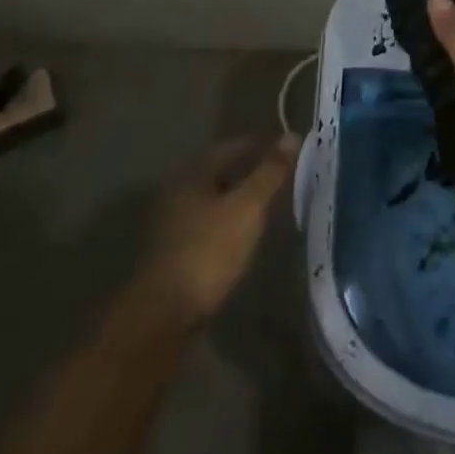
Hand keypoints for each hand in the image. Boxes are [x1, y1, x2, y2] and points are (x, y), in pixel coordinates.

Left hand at [132, 134, 296, 328]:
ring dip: (238, 199)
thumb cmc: (208, 251)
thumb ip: (269, 173)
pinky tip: (243, 235)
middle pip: (220, 172)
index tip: (287, 149)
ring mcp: (172, 225)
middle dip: (249, 171)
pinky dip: (228, 223)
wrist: (163, 317)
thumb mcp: (246, 208)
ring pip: (213, 200)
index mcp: (193, 174)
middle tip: (280, 175)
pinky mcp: (173, 255)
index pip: (232, 147)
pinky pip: (208, 225)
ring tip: (267, 204)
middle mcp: (178, 193)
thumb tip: (291, 136)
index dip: (261, 145)